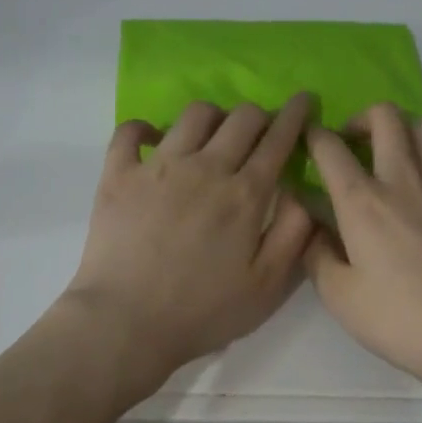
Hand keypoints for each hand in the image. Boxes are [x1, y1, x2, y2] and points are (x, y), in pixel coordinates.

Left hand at [62, 94, 315, 391]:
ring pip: (194, 114)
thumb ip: (293, 233)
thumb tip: (301, 191)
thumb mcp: (268, 286)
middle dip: (259, 115)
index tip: (303, 100)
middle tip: (260, 132)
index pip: (278, 139)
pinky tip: (154, 140)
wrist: (126, 322)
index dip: (295, 115)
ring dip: (213, 117)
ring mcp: (158, 166)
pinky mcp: (118, 174)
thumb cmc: (203, 311)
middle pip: (241, 117)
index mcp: (245, 194)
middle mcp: (205, 167)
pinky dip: (146, 128)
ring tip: (212, 137)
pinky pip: (131, 131)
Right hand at [306, 105, 421, 400]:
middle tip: (351, 146)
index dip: (312, 135)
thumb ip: (317, 255)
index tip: (306, 141)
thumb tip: (312, 229)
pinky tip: (421, 192)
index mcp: (362, 201)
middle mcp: (403, 178)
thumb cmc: (402, 319)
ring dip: (398, 130)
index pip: (330, 147)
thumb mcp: (340, 298)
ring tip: (387, 158)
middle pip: (385, 115)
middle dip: (359, 119)